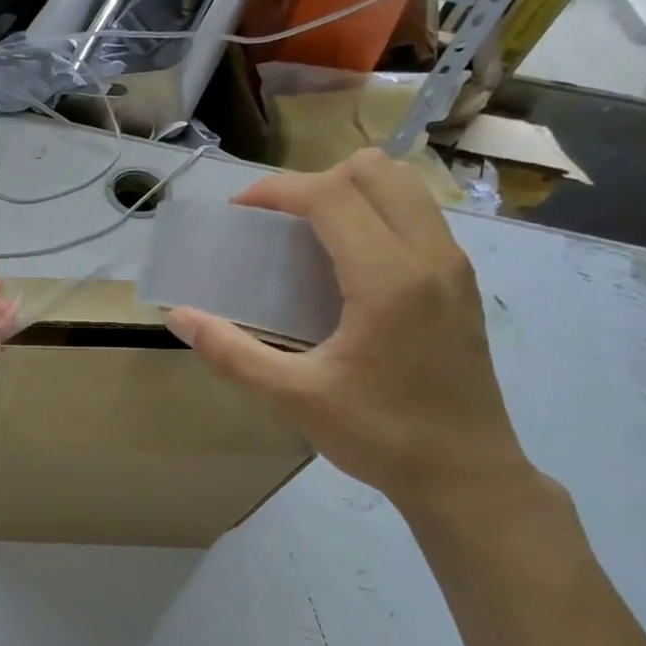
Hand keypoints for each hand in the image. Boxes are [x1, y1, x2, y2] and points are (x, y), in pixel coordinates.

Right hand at [165, 149, 533, 513]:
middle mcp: (429, 255)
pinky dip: (376, 211)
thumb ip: (231, 353)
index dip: (278, 189)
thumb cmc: (379, 436)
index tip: (239, 209)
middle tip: (275, 222)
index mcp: (388, 278)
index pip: (332, 195)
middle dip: (314, 181)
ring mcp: (454, 265)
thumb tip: (180, 318)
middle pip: (374, 170)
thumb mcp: (293, 397)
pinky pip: (417, 213)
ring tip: (308, 232)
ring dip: (349, 190)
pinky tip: (346, 261)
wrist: (465, 475)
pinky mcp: (461, 282)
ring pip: (403, 185)